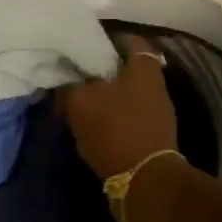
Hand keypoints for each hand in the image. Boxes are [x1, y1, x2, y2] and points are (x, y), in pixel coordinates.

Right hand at [59, 34, 179, 180]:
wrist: (144, 181)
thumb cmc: (115, 130)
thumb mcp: (80, 103)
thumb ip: (69, 87)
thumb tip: (63, 84)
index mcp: (144, 69)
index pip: (131, 41)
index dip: (110, 39)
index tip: (88, 44)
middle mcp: (157, 86)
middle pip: (129, 69)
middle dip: (105, 71)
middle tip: (78, 74)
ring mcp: (158, 113)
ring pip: (129, 94)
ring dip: (108, 97)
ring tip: (81, 101)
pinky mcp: (154, 137)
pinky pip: (130, 117)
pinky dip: (114, 117)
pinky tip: (93, 124)